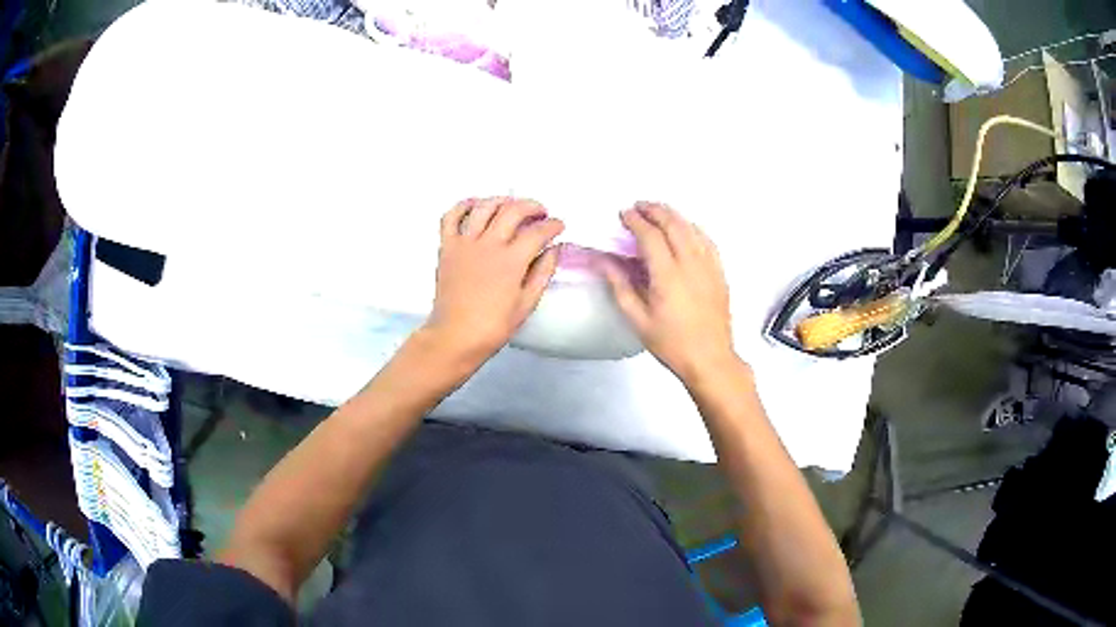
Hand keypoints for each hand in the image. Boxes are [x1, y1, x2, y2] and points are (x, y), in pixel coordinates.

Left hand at [423, 197, 564, 365]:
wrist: (455, 336)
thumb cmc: (494, 326)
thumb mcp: (527, 303)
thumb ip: (542, 272)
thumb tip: (554, 249)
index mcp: (511, 261)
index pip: (537, 232)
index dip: (553, 225)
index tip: (559, 226)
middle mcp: (488, 244)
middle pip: (513, 210)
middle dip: (532, 206)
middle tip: (541, 212)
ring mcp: (465, 243)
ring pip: (485, 207)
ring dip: (503, 200)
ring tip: (513, 205)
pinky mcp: (447, 246)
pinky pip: (451, 216)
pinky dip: (464, 205)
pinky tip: (477, 204)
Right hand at [602, 203, 736, 382]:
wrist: (710, 359)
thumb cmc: (671, 343)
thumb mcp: (638, 319)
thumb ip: (620, 285)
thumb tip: (603, 261)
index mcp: (667, 275)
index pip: (650, 235)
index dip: (635, 221)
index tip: (624, 214)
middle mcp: (690, 264)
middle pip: (673, 224)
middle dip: (655, 210)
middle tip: (639, 207)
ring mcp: (709, 266)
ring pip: (692, 228)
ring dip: (674, 215)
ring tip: (659, 212)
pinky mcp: (720, 273)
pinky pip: (707, 241)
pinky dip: (693, 228)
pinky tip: (686, 229)